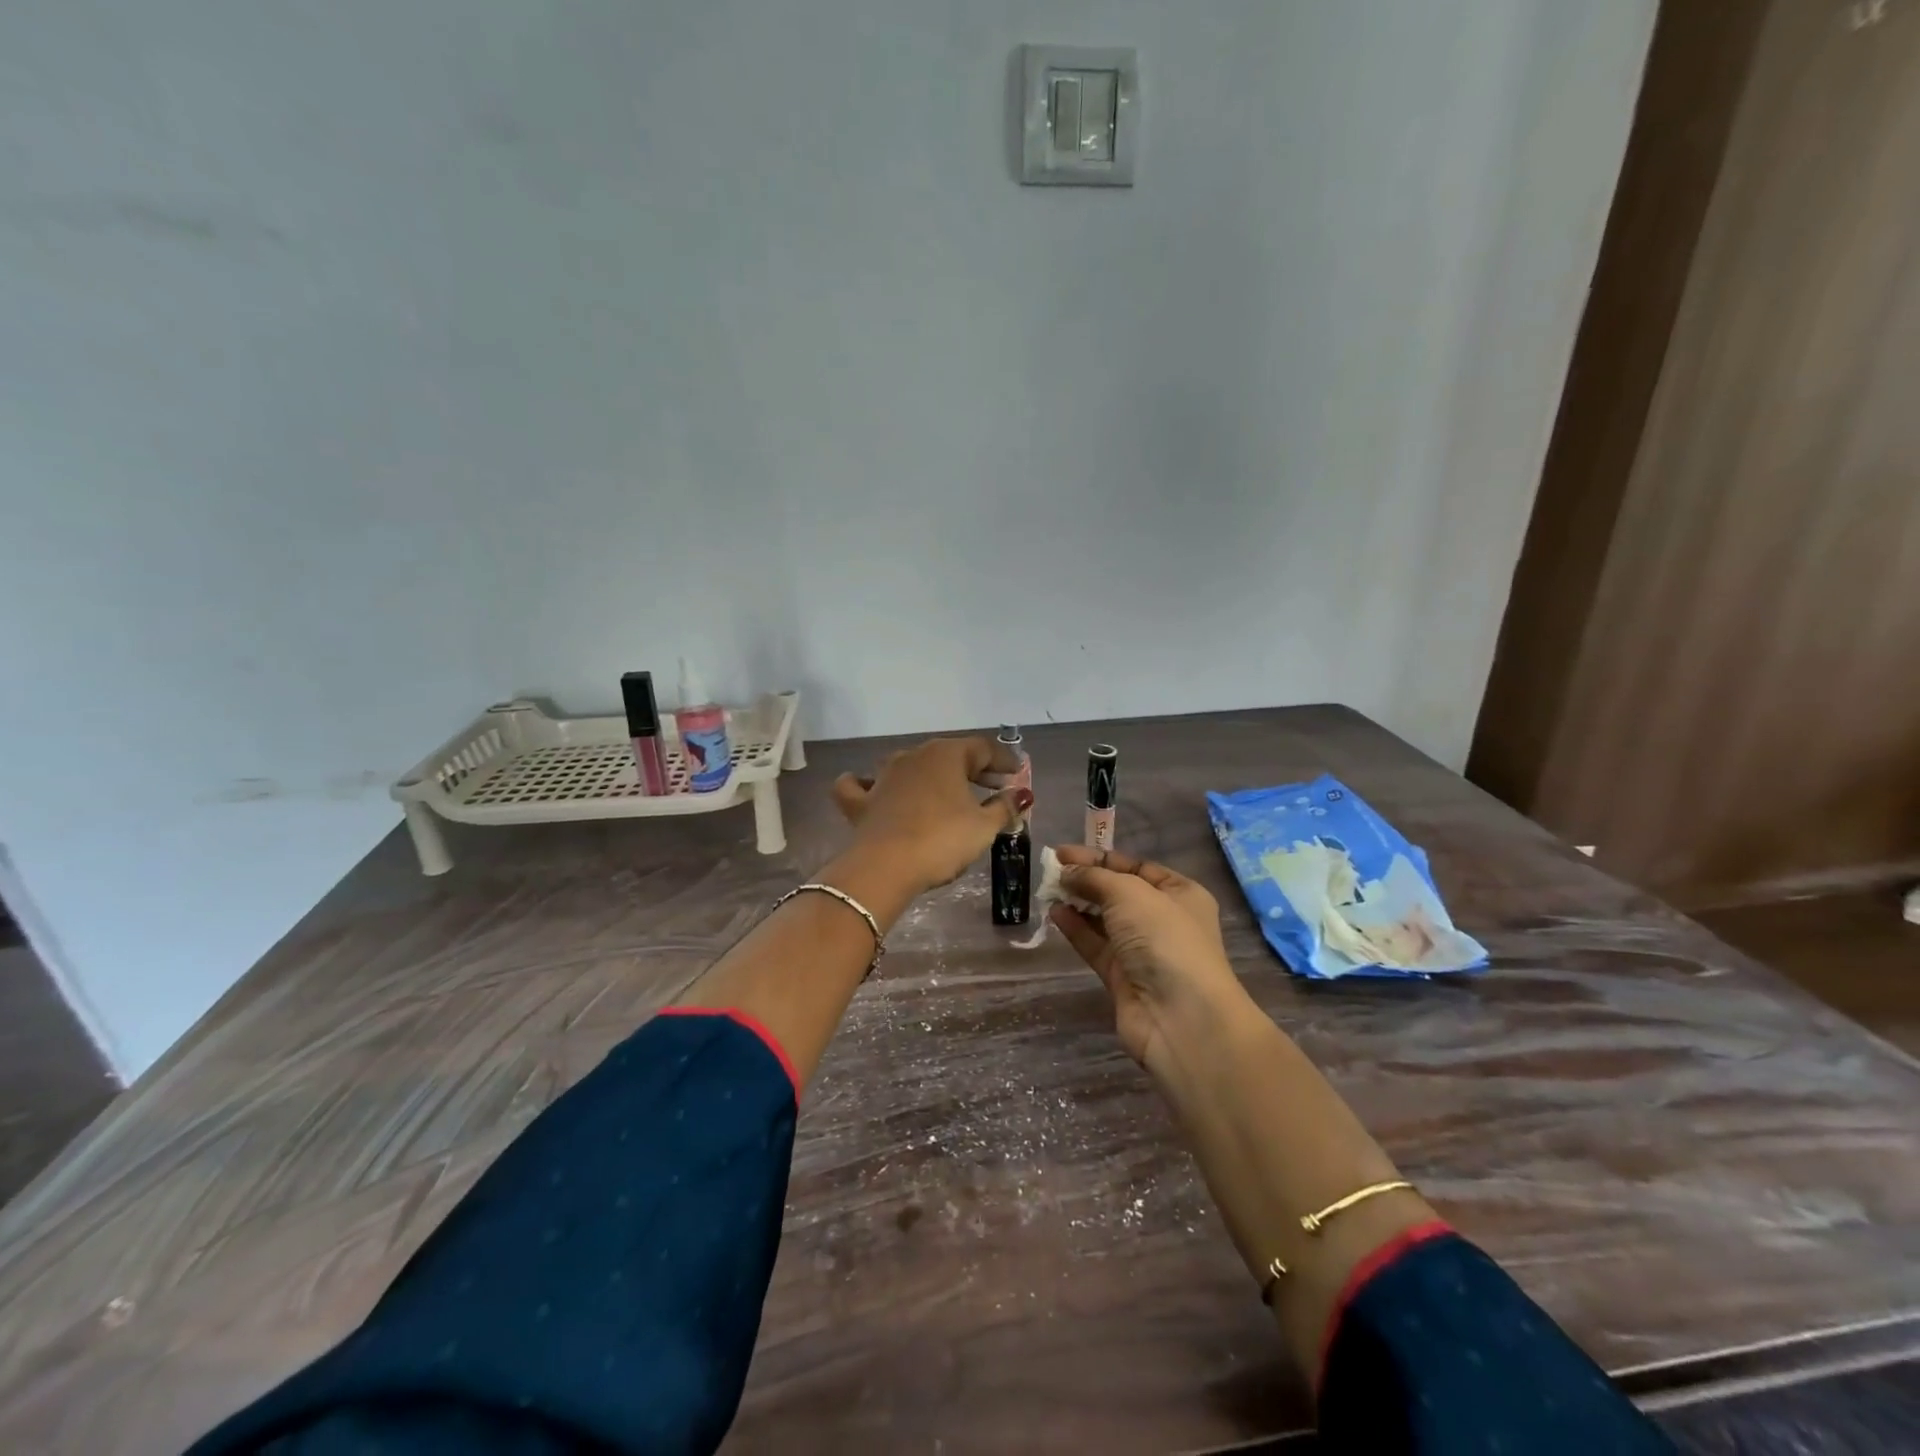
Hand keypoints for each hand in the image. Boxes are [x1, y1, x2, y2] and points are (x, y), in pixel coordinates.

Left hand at [832, 737, 1031, 896]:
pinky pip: (862, 785)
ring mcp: (883, 776)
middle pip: (949, 755)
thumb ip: (1004, 807)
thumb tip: (1021, 794)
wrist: (885, 867)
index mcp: (946, 755)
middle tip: (994, 788)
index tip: (1017, 775)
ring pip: (911, 766)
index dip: (1003, 761)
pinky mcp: (861, 801)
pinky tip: (875, 791)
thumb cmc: (942, 840)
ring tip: (948, 796)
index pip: (982, 748)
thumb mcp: (984, 827)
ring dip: (932, 777)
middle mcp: (913, 756)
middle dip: (974, 770)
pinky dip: (870, 785)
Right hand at [1048, 847, 1251, 1072]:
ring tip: (1047, 890)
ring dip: (1077, 903)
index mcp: (1180, 893)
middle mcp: (1164, 920)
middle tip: (1051, 871)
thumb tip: (1067, 871)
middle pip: (1118, 892)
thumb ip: (1095, 877)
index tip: (1062, 853)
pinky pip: (1095, 945)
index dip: (1099, 858)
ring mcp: (1143, 951)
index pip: (1135, 866)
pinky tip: (1054, 914)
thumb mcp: (1130, 893)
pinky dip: (1075, 929)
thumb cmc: (1164, 939)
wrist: (1180, 1017)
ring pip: (1104, 920)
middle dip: (1086, 880)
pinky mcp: (1122, 978)